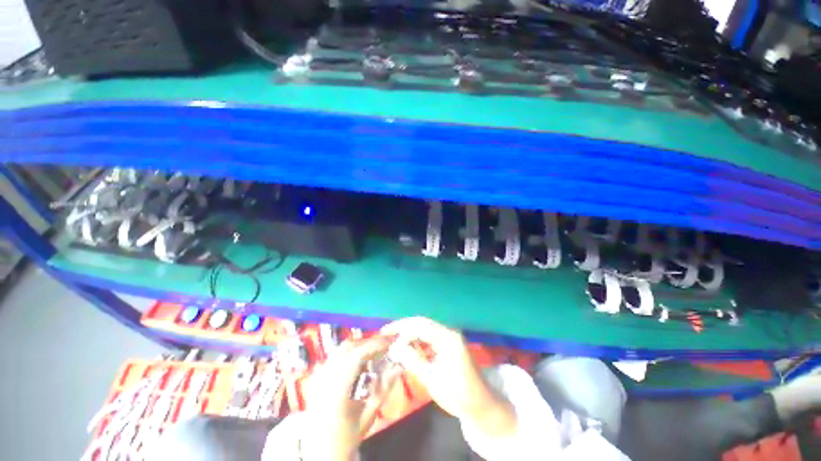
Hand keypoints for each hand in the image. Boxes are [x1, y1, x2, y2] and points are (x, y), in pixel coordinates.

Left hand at [302, 337, 399, 460]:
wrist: (322, 450)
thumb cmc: (347, 435)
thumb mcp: (369, 414)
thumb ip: (384, 388)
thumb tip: (399, 365)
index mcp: (336, 389)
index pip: (357, 355)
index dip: (375, 345)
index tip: (391, 342)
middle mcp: (325, 377)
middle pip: (349, 347)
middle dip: (369, 343)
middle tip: (386, 345)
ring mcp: (319, 376)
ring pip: (342, 349)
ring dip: (360, 347)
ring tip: (376, 353)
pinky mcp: (318, 376)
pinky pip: (337, 356)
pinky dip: (351, 354)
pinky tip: (361, 363)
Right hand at [381, 317, 516, 437]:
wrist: (481, 406)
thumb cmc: (458, 395)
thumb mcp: (431, 379)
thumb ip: (412, 360)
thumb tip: (394, 346)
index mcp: (447, 338)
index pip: (419, 325)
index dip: (400, 327)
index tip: (384, 333)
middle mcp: (449, 332)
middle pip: (422, 323)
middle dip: (403, 327)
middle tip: (386, 334)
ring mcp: (450, 338)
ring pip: (425, 329)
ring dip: (410, 334)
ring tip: (394, 341)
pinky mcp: (449, 345)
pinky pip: (430, 337)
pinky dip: (417, 341)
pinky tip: (409, 348)